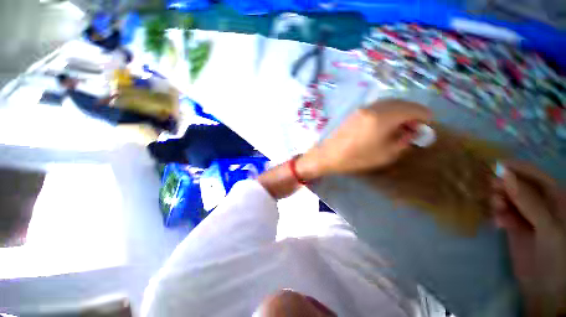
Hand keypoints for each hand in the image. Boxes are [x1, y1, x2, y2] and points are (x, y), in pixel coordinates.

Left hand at [296, 99, 431, 179]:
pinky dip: (387, 111)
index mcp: (383, 117)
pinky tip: (386, 123)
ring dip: (399, 111)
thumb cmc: (356, 158)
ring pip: (389, 103)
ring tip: (401, 126)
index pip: (413, 109)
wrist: (328, 154)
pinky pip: (377, 107)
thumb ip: (403, 140)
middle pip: (402, 103)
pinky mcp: (355, 112)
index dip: (425, 116)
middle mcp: (374, 107)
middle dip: (413, 112)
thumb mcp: (385, 154)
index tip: (428, 125)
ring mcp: (363, 108)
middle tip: (415, 126)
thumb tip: (413, 131)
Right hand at [492, 161, 565, 316]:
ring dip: (499, 200)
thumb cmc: (556, 256)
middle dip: (505, 186)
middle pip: (520, 186)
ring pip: (508, 199)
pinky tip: (497, 223)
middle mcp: (541, 204)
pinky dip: (497, 214)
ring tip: (495, 209)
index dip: (519, 169)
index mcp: (556, 200)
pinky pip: (503, 213)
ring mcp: (527, 216)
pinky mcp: (514, 226)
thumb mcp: (548, 228)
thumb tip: (506, 176)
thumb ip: (530, 202)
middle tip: (492, 190)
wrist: (543, 286)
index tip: (497, 166)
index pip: (536, 176)